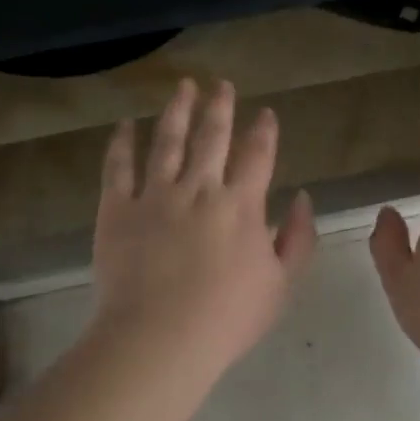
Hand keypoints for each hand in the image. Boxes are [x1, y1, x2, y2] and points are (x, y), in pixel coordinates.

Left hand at [92, 78, 316, 378]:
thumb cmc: (227, 318)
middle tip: (220, 83)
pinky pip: (118, 167)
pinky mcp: (117, 209)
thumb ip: (297, 238)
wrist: (160, 337)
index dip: (263, 131)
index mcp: (241, 205)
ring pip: (167, 140)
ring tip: (182, 87)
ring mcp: (155, 195)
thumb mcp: (281, 284)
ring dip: (176, 110)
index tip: (265, 112)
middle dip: (219, 106)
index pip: (257, 156)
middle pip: (212, 136)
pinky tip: (126, 124)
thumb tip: (302, 197)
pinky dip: (122, 143)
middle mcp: (199, 188)